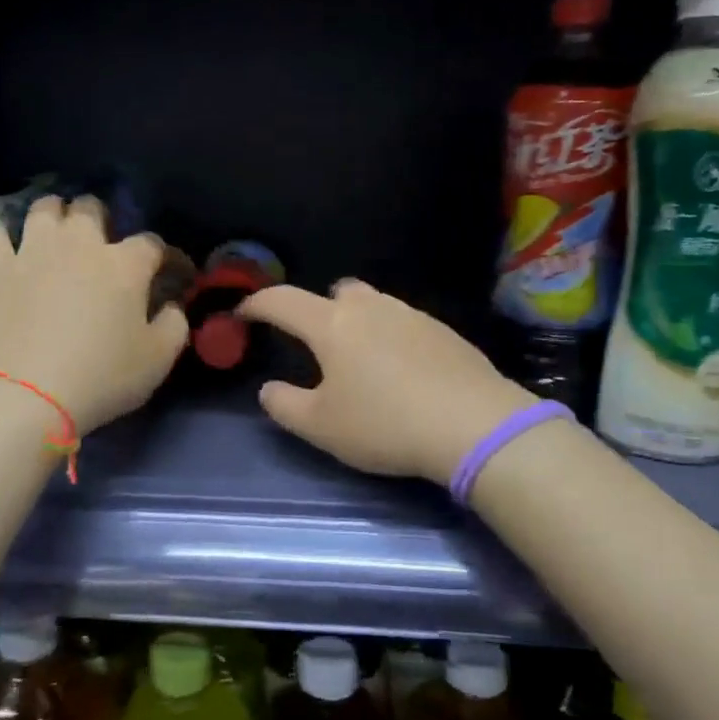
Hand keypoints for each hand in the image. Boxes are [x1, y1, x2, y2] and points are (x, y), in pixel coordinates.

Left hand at [0, 195, 188, 434]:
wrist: (24, 395)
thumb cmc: (101, 378)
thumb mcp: (158, 360)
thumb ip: (174, 325)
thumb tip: (172, 306)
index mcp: (125, 265)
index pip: (152, 244)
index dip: (166, 256)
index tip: (172, 272)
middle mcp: (79, 244)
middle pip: (91, 208)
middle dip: (101, 218)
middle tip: (102, 242)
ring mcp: (32, 251)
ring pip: (44, 208)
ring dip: (55, 214)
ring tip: (56, 232)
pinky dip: (3, 236)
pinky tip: (8, 249)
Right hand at [238, 280, 535, 483]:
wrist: (474, 424)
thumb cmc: (385, 424)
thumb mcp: (322, 427)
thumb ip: (284, 405)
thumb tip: (269, 389)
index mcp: (332, 325)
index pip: (283, 301)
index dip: (257, 303)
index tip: (244, 313)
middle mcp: (371, 308)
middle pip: (336, 293)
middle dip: (319, 311)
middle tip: (318, 346)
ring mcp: (411, 315)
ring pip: (374, 304)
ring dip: (359, 322)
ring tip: (362, 361)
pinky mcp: (443, 331)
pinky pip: (405, 323)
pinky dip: (393, 337)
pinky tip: (403, 372)